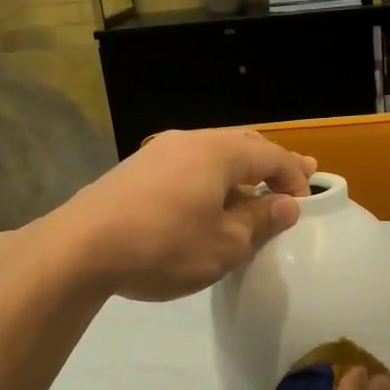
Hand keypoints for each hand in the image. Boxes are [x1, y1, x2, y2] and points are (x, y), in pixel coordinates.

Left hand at [58, 129, 315, 301]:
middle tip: (295, 178)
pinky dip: (210, 181)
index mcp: (218, 152)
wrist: (81, 248)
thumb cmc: (165, 246)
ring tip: (253, 190)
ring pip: (212, 155)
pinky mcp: (135, 172)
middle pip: (242, 146)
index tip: (308, 200)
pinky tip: (207, 202)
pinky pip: (187, 168)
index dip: (294, 177)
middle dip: (270, 164)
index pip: (270, 156)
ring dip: (238, 173)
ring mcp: (157, 153)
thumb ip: (260, 220)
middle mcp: (189, 141)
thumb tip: (286, 205)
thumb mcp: (225, 244)